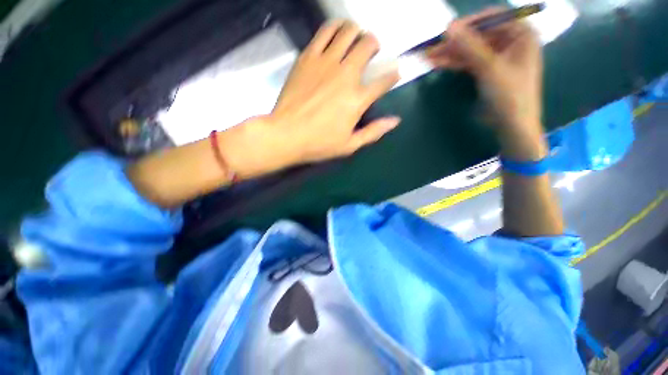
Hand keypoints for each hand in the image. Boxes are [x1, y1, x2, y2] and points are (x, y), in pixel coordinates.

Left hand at [272, 20, 400, 161]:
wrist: (286, 134)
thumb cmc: (319, 143)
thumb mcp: (349, 145)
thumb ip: (373, 132)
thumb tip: (395, 121)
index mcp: (357, 99)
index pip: (384, 81)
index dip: (393, 75)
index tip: (393, 74)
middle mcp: (346, 75)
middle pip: (368, 46)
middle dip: (375, 45)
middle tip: (371, 51)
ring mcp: (326, 62)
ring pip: (349, 32)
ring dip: (357, 32)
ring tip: (356, 39)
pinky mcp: (308, 57)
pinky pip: (325, 31)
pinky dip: (336, 27)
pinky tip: (337, 33)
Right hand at [427, 8, 545, 159]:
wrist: (511, 125)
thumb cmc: (509, 95)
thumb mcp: (489, 67)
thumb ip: (469, 46)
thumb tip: (448, 27)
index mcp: (521, 33)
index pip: (492, 19)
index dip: (469, 24)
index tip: (447, 31)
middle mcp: (510, 41)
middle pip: (478, 36)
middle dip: (454, 43)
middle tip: (432, 48)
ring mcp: (497, 56)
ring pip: (470, 50)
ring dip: (450, 54)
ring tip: (429, 57)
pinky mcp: (487, 70)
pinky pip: (469, 62)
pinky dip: (454, 63)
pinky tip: (439, 64)